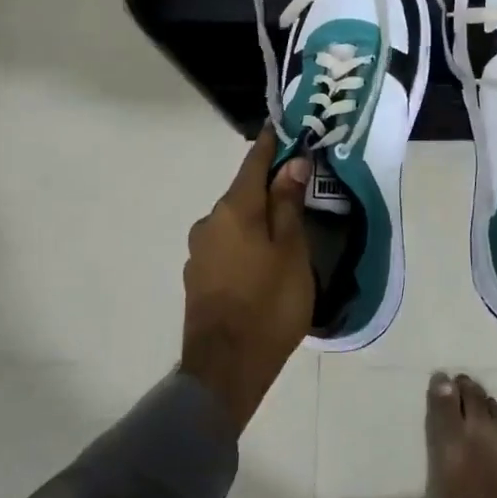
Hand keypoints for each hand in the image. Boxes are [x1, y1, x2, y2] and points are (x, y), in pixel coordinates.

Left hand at [180, 128, 313, 431]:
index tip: (283, 128)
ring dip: (257, 218)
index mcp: (234, 209)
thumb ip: (288, 204)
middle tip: (298, 188)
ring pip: (234, 221)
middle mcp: (209, 222)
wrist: (225, 369)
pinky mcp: (198, 277)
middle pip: (243, 193)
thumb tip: (291, 163)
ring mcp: (199, 251)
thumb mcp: (291, 251)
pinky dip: (246, 242)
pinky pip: (227, 245)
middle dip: (268, 186)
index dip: (270, 144)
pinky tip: (263, 261)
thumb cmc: (269, 304)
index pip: (254, 163)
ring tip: (285, 231)